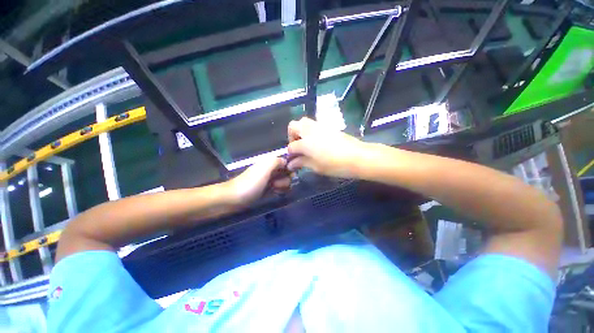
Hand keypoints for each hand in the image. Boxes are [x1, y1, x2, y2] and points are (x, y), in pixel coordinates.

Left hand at [226, 157, 290, 204]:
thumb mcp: (264, 168)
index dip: (290, 169)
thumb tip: (286, 161)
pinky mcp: (267, 189)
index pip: (287, 162)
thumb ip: (277, 161)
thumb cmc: (251, 183)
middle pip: (287, 173)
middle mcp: (271, 169)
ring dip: (282, 186)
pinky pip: (279, 188)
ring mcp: (269, 180)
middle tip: (276, 184)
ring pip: (284, 181)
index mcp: (270, 163)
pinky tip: (274, 193)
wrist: (235, 198)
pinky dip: (279, 191)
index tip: (288, 176)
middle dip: (285, 179)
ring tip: (274, 190)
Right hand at [287, 117, 368, 177]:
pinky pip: (314, 125)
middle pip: (293, 126)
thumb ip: (302, 163)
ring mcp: (319, 127)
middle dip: (291, 136)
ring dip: (300, 131)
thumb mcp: (316, 167)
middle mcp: (310, 131)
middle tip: (297, 148)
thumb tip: (291, 164)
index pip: (291, 146)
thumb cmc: (335, 165)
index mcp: (305, 142)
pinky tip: (316, 143)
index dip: (290, 154)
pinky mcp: (328, 127)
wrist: (357, 156)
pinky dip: (310, 131)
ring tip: (306, 144)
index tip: (292, 161)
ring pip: (303, 122)